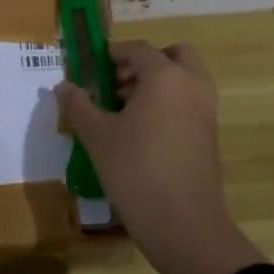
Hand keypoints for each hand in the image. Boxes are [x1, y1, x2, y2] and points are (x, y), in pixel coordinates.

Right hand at [57, 40, 263, 273]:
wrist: (184, 224)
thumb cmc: (136, 171)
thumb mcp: (97, 136)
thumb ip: (78, 105)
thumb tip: (63, 86)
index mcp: (166, 76)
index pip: (138, 49)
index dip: (113, 53)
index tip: (93, 65)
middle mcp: (192, 85)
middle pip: (174, 55)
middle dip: (145, 62)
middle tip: (118, 83)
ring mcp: (206, 110)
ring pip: (184, 79)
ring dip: (157, 83)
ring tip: (123, 111)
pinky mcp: (210, 135)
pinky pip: (189, 102)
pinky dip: (169, 103)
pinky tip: (141, 132)